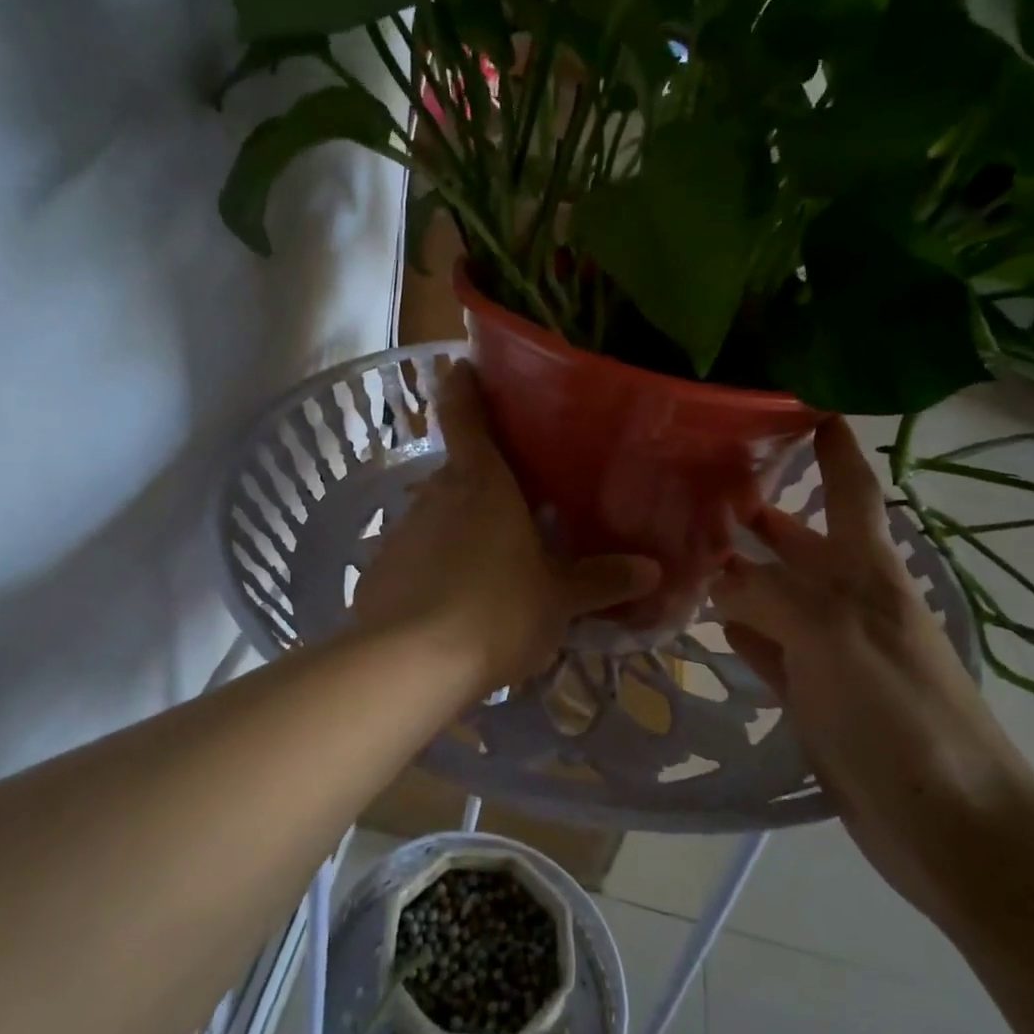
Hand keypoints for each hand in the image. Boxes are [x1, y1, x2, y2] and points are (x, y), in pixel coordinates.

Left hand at [354, 362, 659, 697]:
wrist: (410, 665)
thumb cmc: (497, 611)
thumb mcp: (558, 599)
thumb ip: (601, 580)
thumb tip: (652, 570)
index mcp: (481, 481)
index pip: (463, 413)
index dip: (463, 386)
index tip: (464, 368)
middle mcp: (436, 493)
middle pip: (458, 469)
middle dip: (484, 478)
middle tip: (519, 498)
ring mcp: (403, 531)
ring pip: (438, 514)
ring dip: (463, 527)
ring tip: (494, 559)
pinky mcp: (381, 570)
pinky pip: (418, 555)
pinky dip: (437, 566)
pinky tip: (456, 601)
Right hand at [712, 417, 1033, 922]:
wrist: (949, 822)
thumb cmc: (899, 710)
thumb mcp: (829, 634)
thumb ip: (764, 594)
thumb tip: (710, 574)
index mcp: (868, 571)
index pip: (851, 489)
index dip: (834, 447)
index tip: (805, 406)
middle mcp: (848, 599)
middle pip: (800, 540)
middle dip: (763, 508)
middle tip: (703, 479)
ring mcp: (828, 648)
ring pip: (773, 593)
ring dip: (740, 568)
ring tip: (686, 541)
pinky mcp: (812, 694)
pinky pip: (763, 645)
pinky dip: (736, 627)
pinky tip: (705, 615)